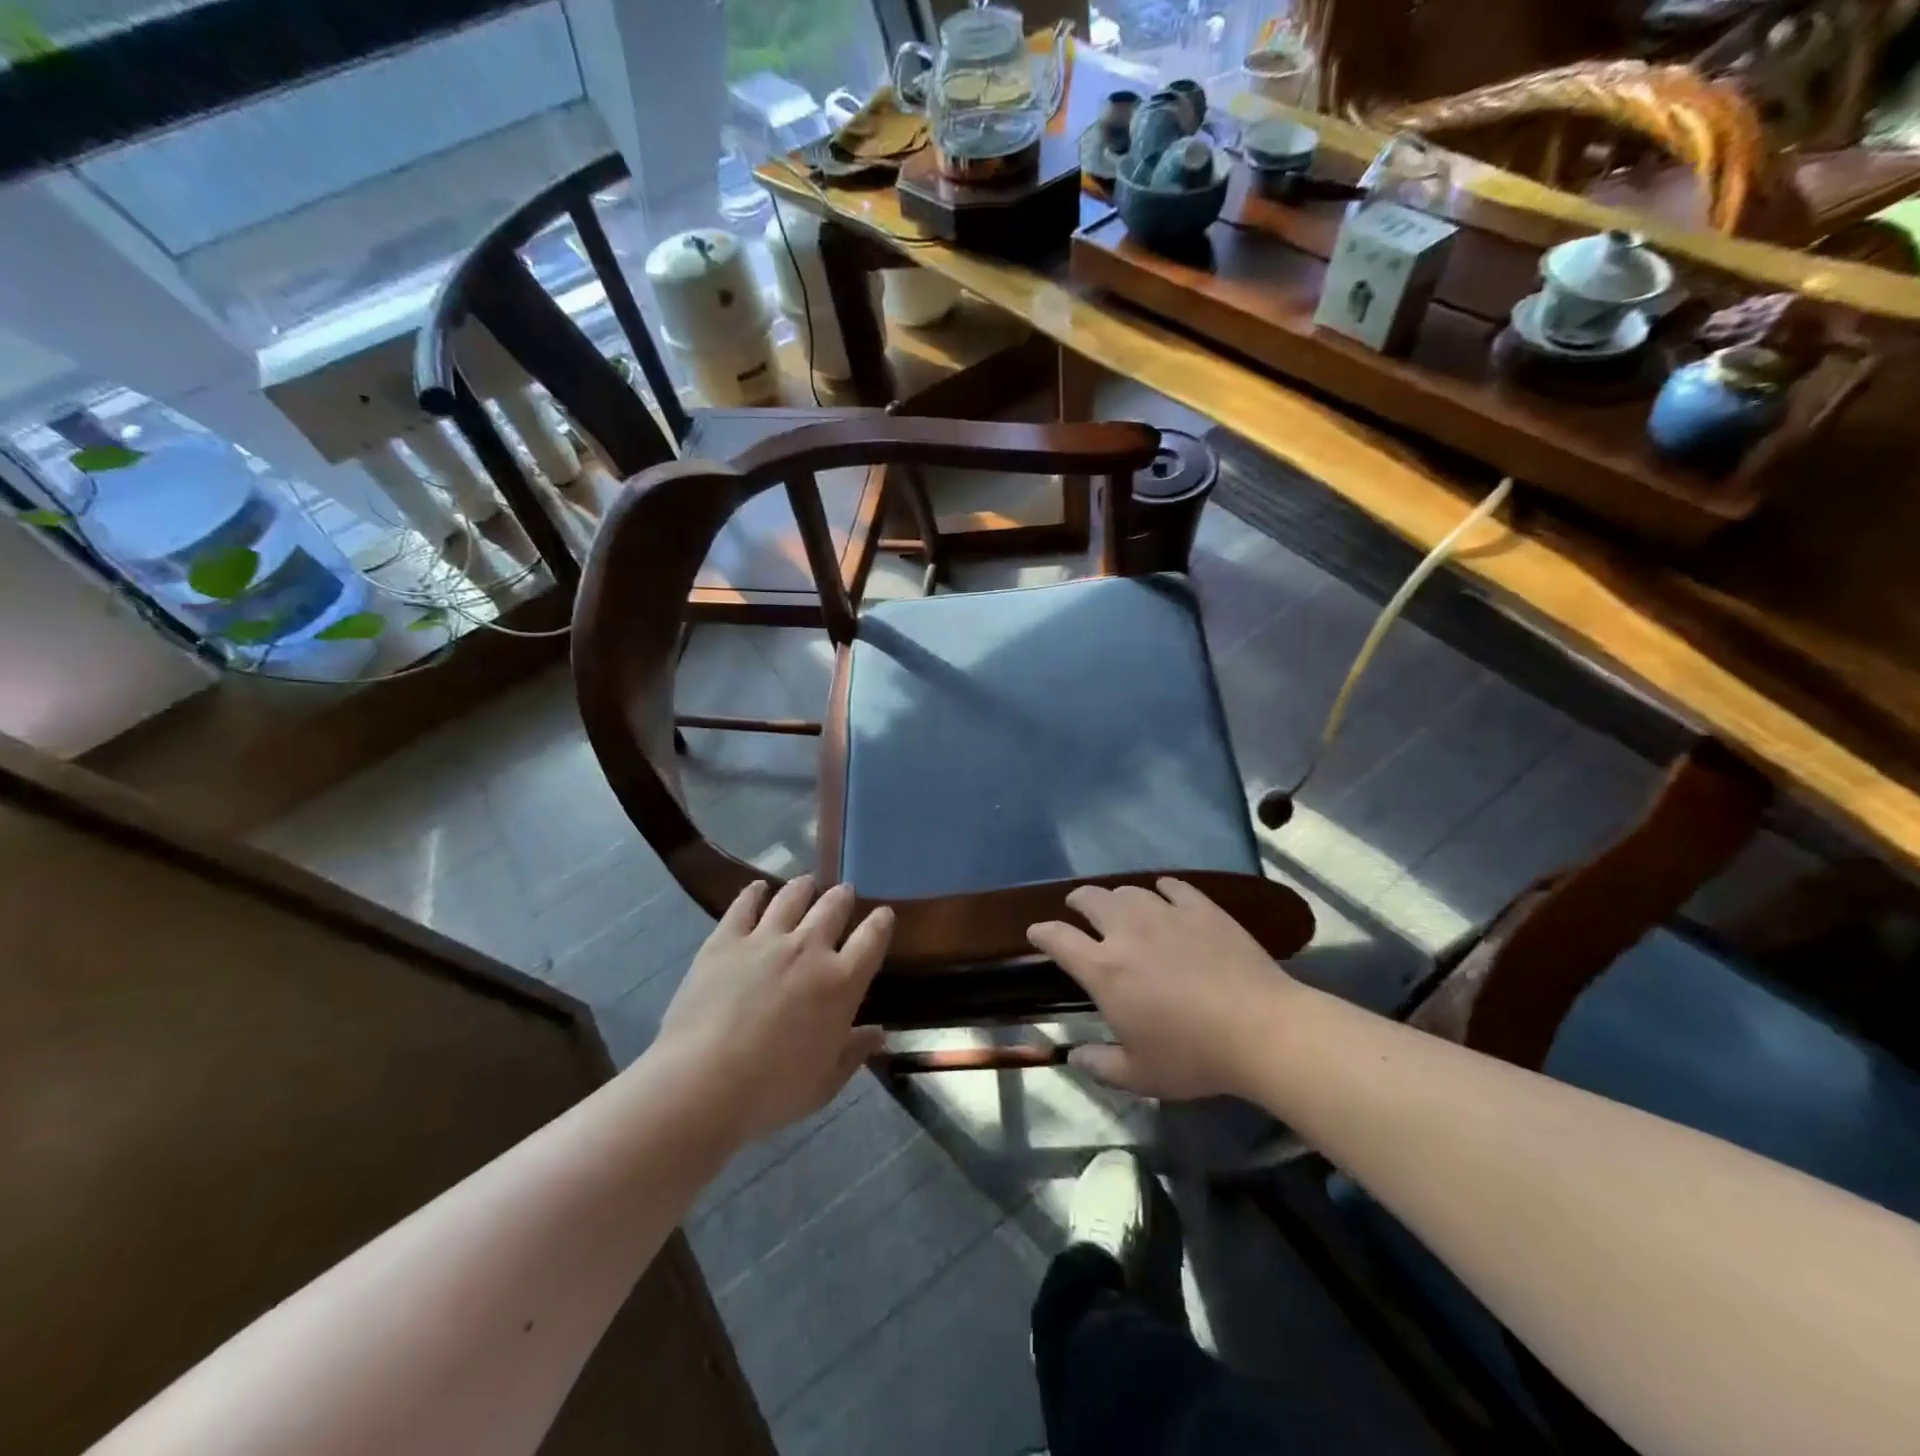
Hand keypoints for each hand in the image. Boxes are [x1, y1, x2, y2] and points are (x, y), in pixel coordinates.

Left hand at [654, 876, 892, 1145]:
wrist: (702, 1084)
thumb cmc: (772, 1092)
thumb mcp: (825, 1083)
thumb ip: (854, 1052)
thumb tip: (879, 1034)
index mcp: (841, 982)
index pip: (872, 938)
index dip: (881, 922)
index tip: (883, 915)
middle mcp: (809, 948)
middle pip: (833, 907)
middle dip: (842, 897)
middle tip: (843, 893)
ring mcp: (766, 939)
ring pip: (792, 897)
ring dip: (803, 888)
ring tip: (807, 884)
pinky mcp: (726, 940)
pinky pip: (744, 905)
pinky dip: (754, 893)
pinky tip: (757, 888)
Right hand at [1027, 878, 1297, 1099]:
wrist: (1261, 1029)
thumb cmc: (1194, 1056)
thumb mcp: (1140, 1075)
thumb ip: (1100, 1065)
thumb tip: (1075, 1057)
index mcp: (1103, 969)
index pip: (1057, 939)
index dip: (1041, 933)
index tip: (1037, 933)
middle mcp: (1126, 931)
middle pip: (1090, 899)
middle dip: (1077, 901)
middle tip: (1078, 908)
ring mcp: (1166, 914)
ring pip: (1129, 891)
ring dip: (1118, 897)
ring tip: (1121, 907)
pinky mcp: (1201, 908)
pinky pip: (1173, 886)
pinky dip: (1162, 889)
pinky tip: (1165, 894)